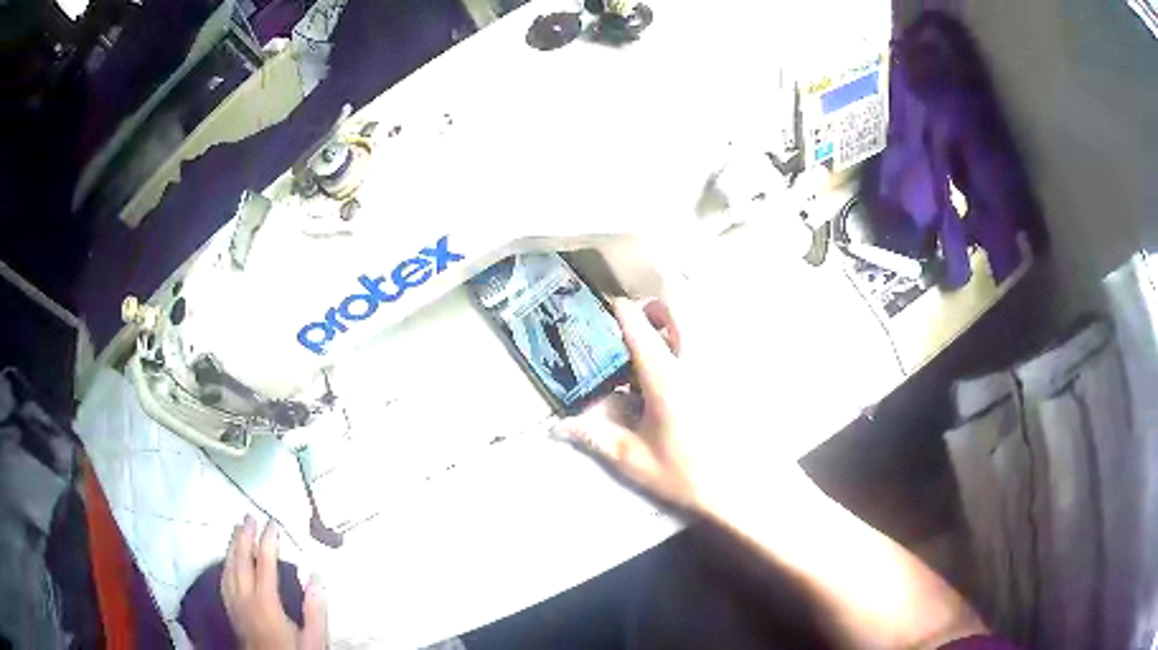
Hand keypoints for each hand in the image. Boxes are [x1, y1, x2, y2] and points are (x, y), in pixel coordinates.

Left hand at [222, 517, 327, 649]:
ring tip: (237, 529)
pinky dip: (226, 563)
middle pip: (240, 560)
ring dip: (233, 546)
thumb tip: (316, 575)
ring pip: (228, 567)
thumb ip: (315, 609)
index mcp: (265, 602)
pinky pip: (224, 579)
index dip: (268, 541)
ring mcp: (234, 603)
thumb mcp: (313, 638)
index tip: (273, 524)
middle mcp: (245, 598)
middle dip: (244, 536)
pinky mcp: (230, 610)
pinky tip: (229, 559)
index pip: (265, 564)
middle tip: (249, 517)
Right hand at [554, 296, 719, 511]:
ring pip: (697, 326)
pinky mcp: (727, 380)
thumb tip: (557, 427)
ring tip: (657, 344)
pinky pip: (709, 347)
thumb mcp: (632, 458)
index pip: (641, 332)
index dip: (623, 312)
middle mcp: (693, 366)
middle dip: (655, 309)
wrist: (731, 489)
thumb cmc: (681, 473)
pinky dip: (691, 345)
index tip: (609, 305)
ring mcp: (715, 370)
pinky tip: (680, 371)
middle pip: (678, 313)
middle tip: (637, 322)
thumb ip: (595, 436)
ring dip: (675, 324)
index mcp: (666, 381)